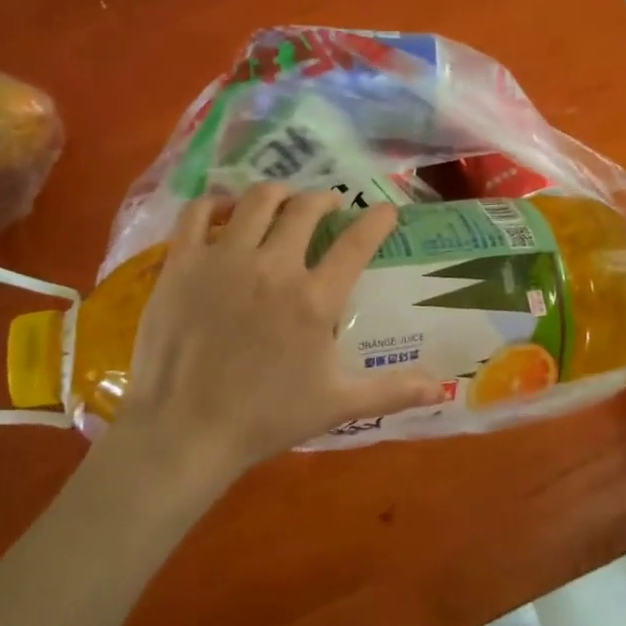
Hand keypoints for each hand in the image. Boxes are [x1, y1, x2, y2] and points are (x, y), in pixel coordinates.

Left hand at [113, 183, 441, 487]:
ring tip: (284, 201)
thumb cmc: (264, 419)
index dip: (377, 219)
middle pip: (306, 207)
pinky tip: (228, 212)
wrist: (183, 432)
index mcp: (314, 299)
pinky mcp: (183, 262)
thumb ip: (391, 390)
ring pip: (258, 199)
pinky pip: (199, 211)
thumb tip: (443, 386)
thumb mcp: (336, 405)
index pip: (357, 241)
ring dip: (278, 194)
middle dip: (325, 198)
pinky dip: (217, 203)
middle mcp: (273, 266)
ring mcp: (224, 259)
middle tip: (329, 205)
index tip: (386, 210)